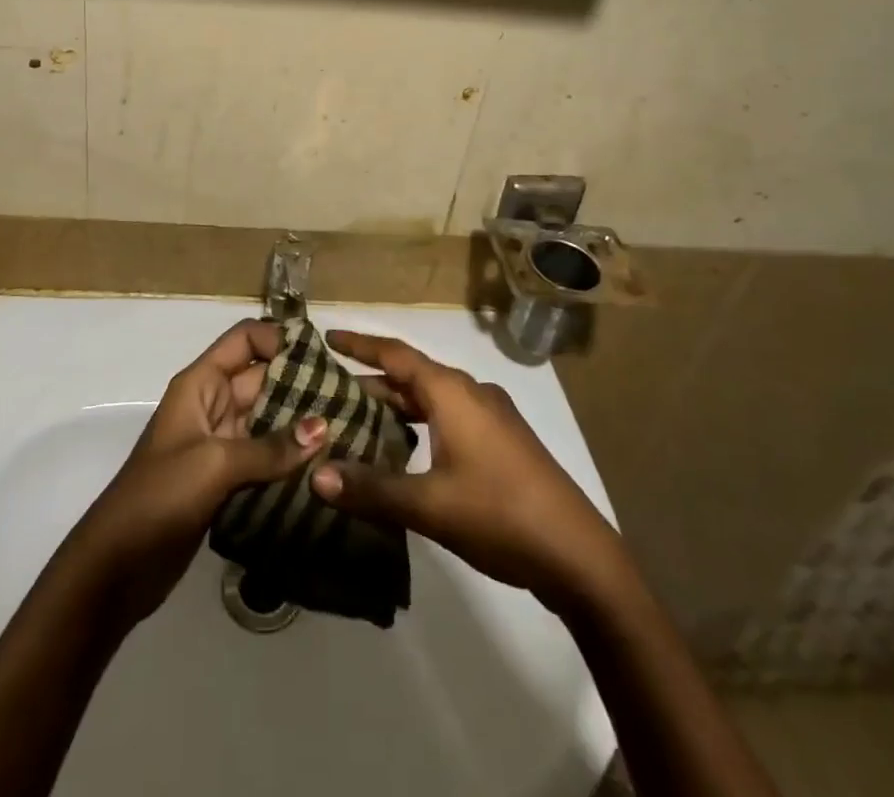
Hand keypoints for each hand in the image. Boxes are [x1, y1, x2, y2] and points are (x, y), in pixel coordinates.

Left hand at [66, 319, 326, 626]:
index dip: (280, 340)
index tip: (324, 356)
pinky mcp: (226, 481)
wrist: (116, 567)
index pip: (245, 340)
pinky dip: (291, 459)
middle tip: (351, 396)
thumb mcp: (214, 464)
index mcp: (201, 384)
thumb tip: (324, 427)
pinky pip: (265, 457)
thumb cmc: (158, 496)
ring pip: (267, 419)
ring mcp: (220, 444)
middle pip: (262, 378)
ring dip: (301, 424)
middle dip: (302, 383)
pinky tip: (327, 466)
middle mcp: (212, 405)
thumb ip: (270, 447)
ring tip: (349, 428)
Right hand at [309, 331, 617, 609]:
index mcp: (452, 392)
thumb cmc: (499, 514)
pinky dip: (420, 422)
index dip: (360, 345)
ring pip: (432, 398)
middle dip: (372, 380)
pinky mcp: (503, 442)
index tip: (328, 338)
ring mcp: (492, 417)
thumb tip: (315, 475)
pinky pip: (450, 417)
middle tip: (332, 390)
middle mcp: (471, 393)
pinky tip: (406, 449)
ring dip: (397, 404)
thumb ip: (371, 488)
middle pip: (412, 375)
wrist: (578, 555)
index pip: (395, 354)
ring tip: (360, 418)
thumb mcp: (429, 505)